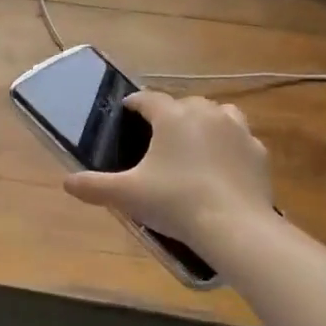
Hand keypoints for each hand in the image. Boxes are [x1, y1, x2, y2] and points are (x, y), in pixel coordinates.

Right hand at [64, 90, 273, 245]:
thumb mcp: (126, 195)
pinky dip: (228, 146)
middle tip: (155, 139)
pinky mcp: (258, 152)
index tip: (125, 113)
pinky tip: (220, 167)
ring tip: (192, 145)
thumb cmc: (175, 201)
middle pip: (183, 104)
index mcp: (172, 116)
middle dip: (169, 115)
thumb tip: (67, 182)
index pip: (148, 98)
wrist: (235, 226)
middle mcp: (206, 113)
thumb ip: (93, 186)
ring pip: (217, 114)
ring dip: (203, 123)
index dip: (133, 104)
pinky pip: (239, 139)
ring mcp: (237, 130)